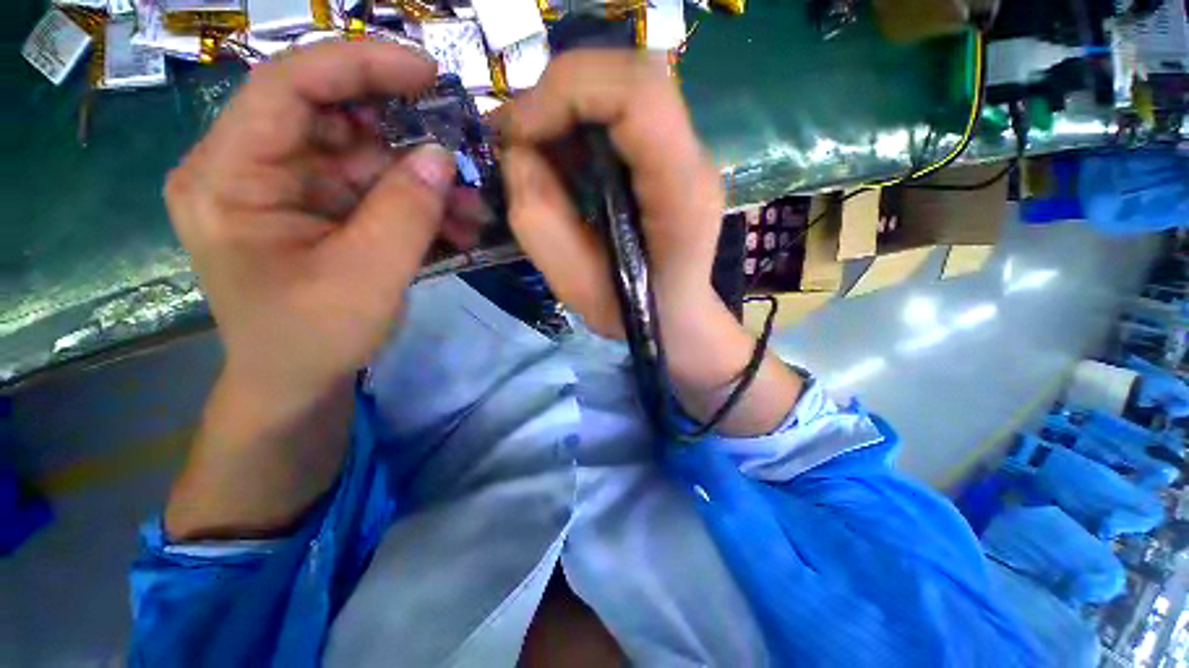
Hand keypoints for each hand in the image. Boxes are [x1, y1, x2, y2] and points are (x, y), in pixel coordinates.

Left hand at [166, 41, 461, 406]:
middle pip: (333, 119)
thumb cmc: (313, 339)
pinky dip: (416, 203)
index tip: (428, 72)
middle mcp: (248, 169)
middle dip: (406, 138)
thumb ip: (406, 212)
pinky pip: (372, 189)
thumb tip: (442, 155)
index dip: (359, 65)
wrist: (296, 382)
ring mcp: (285, 188)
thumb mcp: (367, 278)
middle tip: (464, 156)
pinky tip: (454, 225)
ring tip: (472, 211)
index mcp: (228, 178)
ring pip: (363, 157)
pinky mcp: (316, 209)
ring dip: (423, 181)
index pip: (287, 86)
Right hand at [494, 51, 725, 338]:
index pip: (639, 94)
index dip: (567, 92)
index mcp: (681, 193)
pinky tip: (563, 157)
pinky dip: (580, 120)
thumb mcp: (578, 287)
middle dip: (560, 92)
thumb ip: (540, 221)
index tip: (517, 132)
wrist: (677, 318)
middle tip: (518, 136)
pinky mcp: (671, 156)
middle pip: (632, 74)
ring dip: (567, 105)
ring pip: (625, 84)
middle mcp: (694, 159)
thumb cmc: (634, 314)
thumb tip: (519, 152)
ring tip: (536, 148)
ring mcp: (687, 153)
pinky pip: (623, 111)